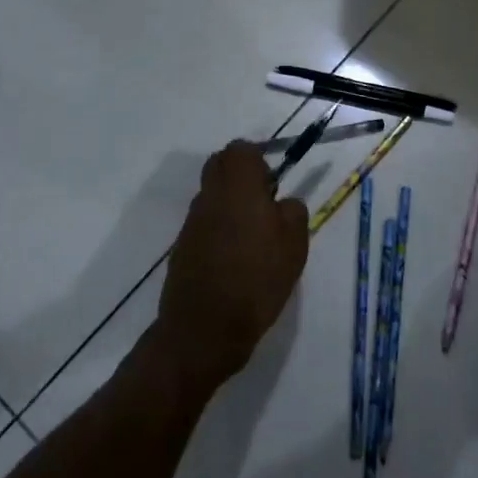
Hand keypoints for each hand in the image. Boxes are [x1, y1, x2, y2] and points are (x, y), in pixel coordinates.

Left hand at [153, 141, 309, 393]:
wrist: (205, 328)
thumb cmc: (257, 278)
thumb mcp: (294, 244)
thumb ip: (292, 212)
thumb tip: (283, 203)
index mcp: (238, 186)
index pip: (241, 149)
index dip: (259, 160)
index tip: (274, 184)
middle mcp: (210, 195)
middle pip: (220, 165)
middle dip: (241, 176)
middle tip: (264, 203)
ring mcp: (192, 221)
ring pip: (211, 194)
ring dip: (230, 203)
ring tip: (253, 236)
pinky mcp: (182, 246)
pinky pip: (204, 222)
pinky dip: (219, 228)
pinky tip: (236, 258)